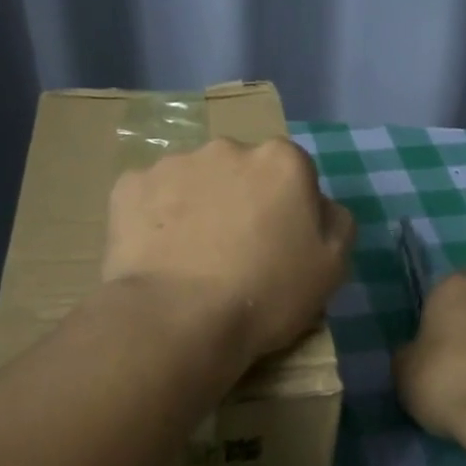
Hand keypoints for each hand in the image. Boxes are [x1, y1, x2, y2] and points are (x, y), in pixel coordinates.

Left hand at [104, 137, 355, 365]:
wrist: (179, 318)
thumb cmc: (266, 294)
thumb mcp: (331, 267)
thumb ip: (335, 222)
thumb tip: (319, 206)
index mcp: (281, 160)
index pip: (292, 174)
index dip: (286, 210)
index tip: (277, 245)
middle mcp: (227, 147)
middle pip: (240, 170)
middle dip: (239, 199)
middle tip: (232, 250)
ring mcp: (173, 163)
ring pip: (192, 180)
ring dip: (195, 205)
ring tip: (188, 256)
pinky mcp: (129, 185)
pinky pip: (150, 196)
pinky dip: (154, 217)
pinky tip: (156, 254)